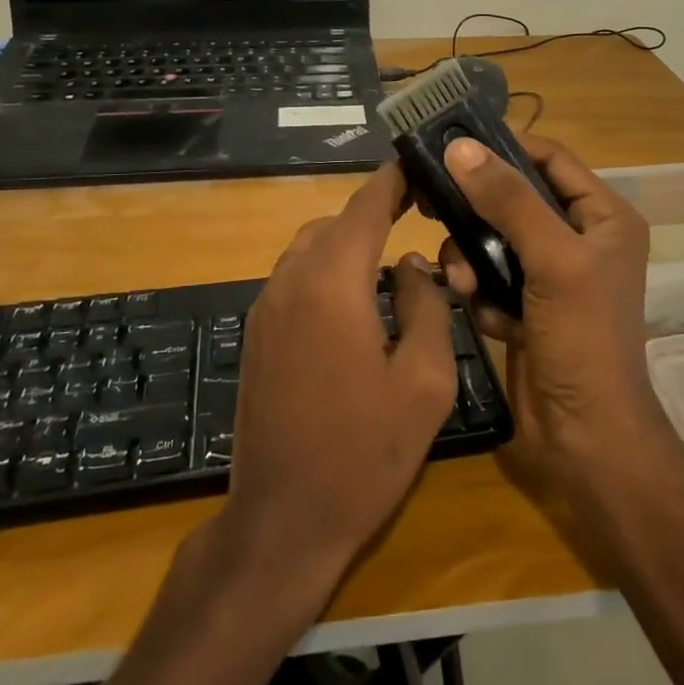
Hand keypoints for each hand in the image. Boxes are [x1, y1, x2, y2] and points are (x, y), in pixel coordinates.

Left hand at [217, 161, 458, 598]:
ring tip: (394, 266)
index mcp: (332, 282)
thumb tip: (413, 266)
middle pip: (336, 223)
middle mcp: (290, 281)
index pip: (365, 205)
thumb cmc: (363, 452)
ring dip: (350, 245)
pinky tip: (358, 307)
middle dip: (377, 213)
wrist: (281, 521)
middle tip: (421, 219)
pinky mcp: (256, 334)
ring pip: (312, 248)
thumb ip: (427, 307)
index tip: (422, 163)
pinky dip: (329, 272)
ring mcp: (265, 308)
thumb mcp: (424, 381)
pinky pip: (296, 279)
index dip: (395, 179)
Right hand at [437, 134, 668, 503]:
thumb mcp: (553, 260)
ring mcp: (550, 276)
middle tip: (432, 201)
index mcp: (604, 218)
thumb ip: (509, 201)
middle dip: (478, 208)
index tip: (453, 145)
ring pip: (494, 239)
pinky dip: (481, 292)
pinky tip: (486, 317)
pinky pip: (489, 277)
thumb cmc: (583, 339)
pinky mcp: (525, 307)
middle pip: (516, 198)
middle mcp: (579, 239)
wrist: (584, 437)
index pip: (551, 159)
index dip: (506, 146)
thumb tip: (460, 147)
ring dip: (473, 256)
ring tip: (464, 280)